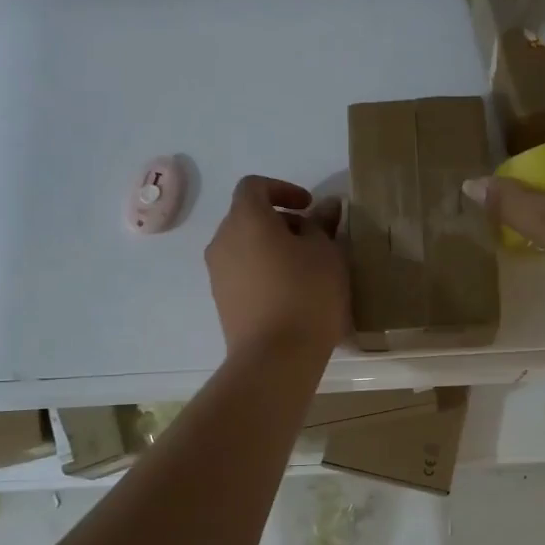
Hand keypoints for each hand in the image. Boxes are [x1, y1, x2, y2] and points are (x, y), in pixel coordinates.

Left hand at [205, 176, 349, 358]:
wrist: (274, 358)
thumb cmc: (306, 294)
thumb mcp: (327, 253)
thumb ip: (323, 223)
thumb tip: (327, 205)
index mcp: (245, 219)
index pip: (254, 186)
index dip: (282, 189)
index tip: (309, 207)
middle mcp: (222, 240)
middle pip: (248, 217)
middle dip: (280, 221)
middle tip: (314, 240)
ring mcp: (217, 273)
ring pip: (245, 246)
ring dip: (272, 248)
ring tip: (306, 269)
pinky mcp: (222, 301)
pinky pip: (242, 273)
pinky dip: (263, 271)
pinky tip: (291, 294)